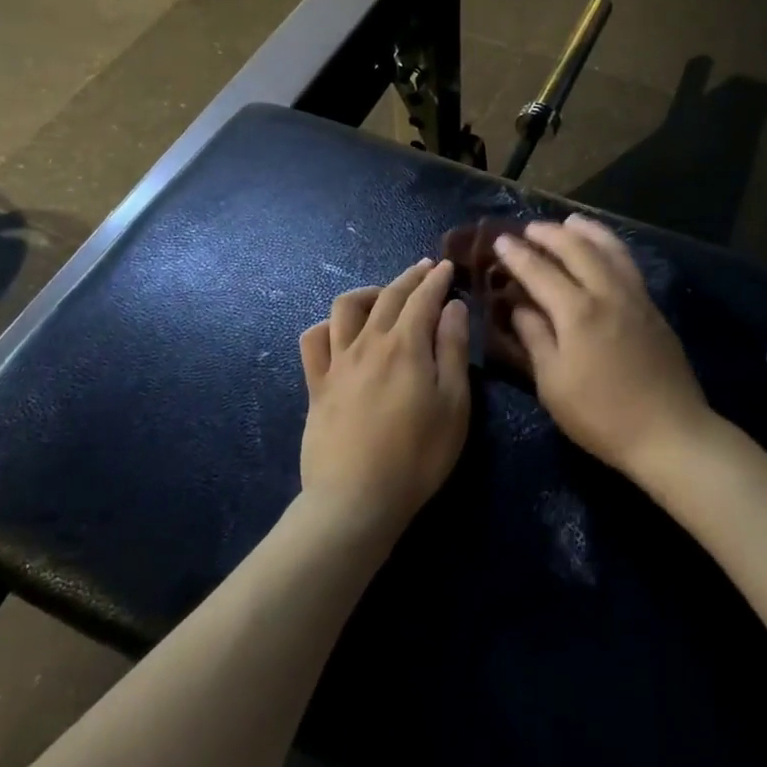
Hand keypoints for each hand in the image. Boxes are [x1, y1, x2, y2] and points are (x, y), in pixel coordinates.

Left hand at [298, 258, 470, 537]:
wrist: (356, 499)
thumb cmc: (418, 456)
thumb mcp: (454, 405)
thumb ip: (453, 350)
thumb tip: (452, 307)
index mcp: (406, 345)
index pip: (423, 298)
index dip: (437, 279)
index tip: (446, 266)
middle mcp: (368, 342)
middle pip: (388, 296)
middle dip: (409, 278)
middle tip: (424, 269)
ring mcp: (337, 362)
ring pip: (345, 307)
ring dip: (368, 292)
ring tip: (383, 296)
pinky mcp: (316, 385)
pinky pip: (313, 340)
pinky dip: (327, 325)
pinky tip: (339, 331)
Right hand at [495, 216, 708, 476]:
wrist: (669, 432)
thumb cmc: (601, 416)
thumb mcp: (553, 384)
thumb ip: (535, 338)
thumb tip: (519, 307)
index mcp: (577, 312)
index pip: (540, 271)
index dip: (517, 255)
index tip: (500, 241)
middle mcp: (607, 293)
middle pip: (577, 249)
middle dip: (550, 234)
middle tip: (529, 228)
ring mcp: (635, 297)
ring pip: (609, 249)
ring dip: (586, 231)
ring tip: (569, 223)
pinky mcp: (652, 308)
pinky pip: (628, 263)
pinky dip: (610, 246)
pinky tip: (604, 250)